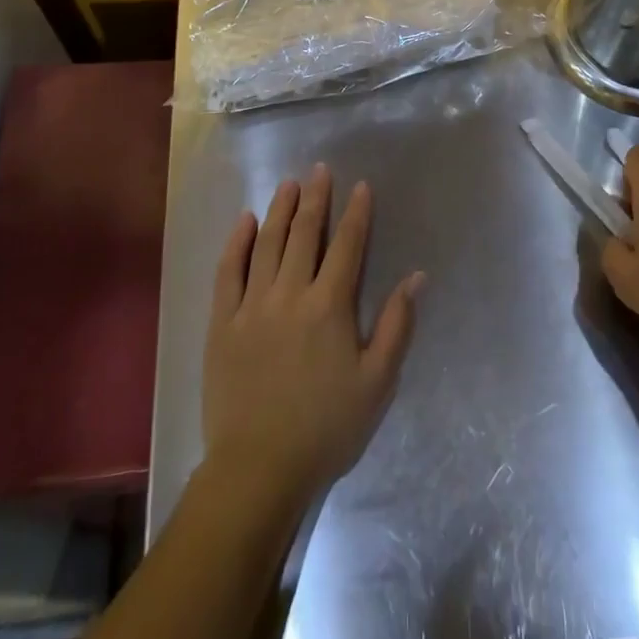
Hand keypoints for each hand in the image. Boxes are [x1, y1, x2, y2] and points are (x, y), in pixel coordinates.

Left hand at [203, 164, 424, 511]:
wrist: (259, 468)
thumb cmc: (326, 428)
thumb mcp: (377, 383)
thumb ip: (396, 325)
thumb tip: (416, 276)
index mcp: (329, 306)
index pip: (347, 246)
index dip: (356, 213)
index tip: (360, 186)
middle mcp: (290, 293)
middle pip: (305, 234)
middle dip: (316, 198)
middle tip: (320, 170)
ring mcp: (252, 305)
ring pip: (268, 244)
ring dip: (280, 210)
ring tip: (288, 184)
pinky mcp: (222, 322)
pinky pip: (228, 271)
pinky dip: (237, 242)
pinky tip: (245, 221)